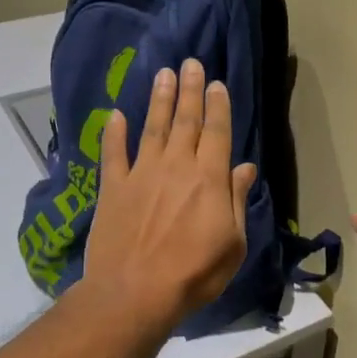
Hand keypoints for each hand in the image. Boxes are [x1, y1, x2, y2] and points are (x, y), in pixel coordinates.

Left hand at [82, 59, 257, 332]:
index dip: (218, 106)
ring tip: (163, 74)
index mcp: (208, 179)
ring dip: (159, 100)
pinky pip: (113, 153)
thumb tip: (244, 167)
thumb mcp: (232, 243)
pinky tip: (115, 115)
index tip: (217, 83)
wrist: (134, 294)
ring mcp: (141, 174)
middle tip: (190, 63)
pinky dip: (114, 132)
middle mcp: (175, 167)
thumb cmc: (194, 274)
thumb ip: (235, 200)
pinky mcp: (113, 188)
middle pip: (185, 121)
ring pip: (152, 128)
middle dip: (190, 90)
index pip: (216, 132)